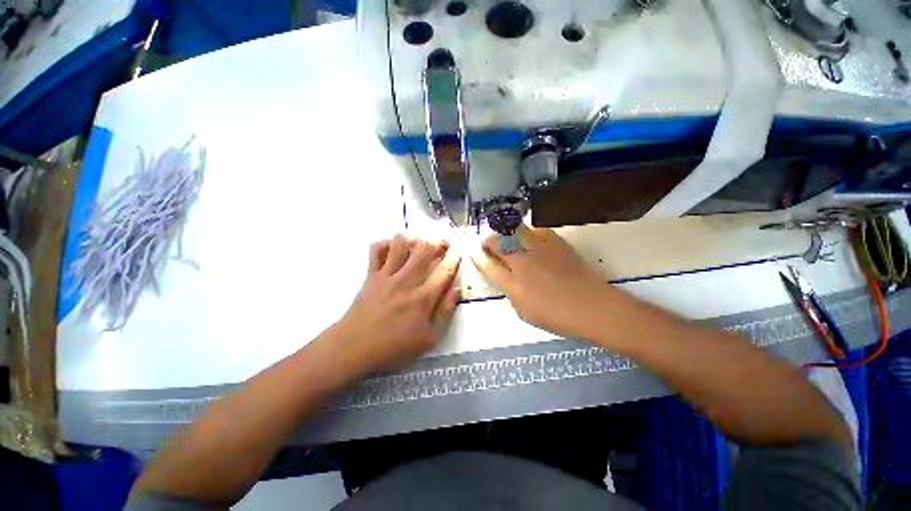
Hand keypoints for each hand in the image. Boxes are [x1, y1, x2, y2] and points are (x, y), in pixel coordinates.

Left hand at [334, 235, 460, 373]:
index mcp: (423, 299)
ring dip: (413, 239)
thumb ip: (445, 313)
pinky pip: (377, 249)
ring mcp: (387, 275)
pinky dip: (386, 244)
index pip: (444, 271)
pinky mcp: (371, 274)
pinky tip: (394, 249)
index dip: (455, 258)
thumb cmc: (394, 347)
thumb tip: (455, 290)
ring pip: (401, 243)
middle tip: (443, 244)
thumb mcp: (428, 339)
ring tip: (418, 245)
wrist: (354, 348)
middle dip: (437, 242)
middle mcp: (406, 281)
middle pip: (424, 249)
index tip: (458, 252)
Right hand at [470, 225, 611, 339]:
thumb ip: (510, 291)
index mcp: (513, 284)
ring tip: (505, 236)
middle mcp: (523, 263)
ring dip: (505, 231)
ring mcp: (539, 250)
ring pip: (514, 230)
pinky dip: (527, 232)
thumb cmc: (557, 316)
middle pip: (498, 242)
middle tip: (487, 241)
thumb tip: (505, 276)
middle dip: (488, 239)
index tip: (472, 249)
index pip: (488, 265)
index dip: (477, 256)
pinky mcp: (555, 242)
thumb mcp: (524, 311)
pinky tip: (529, 238)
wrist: (593, 306)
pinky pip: (535, 230)